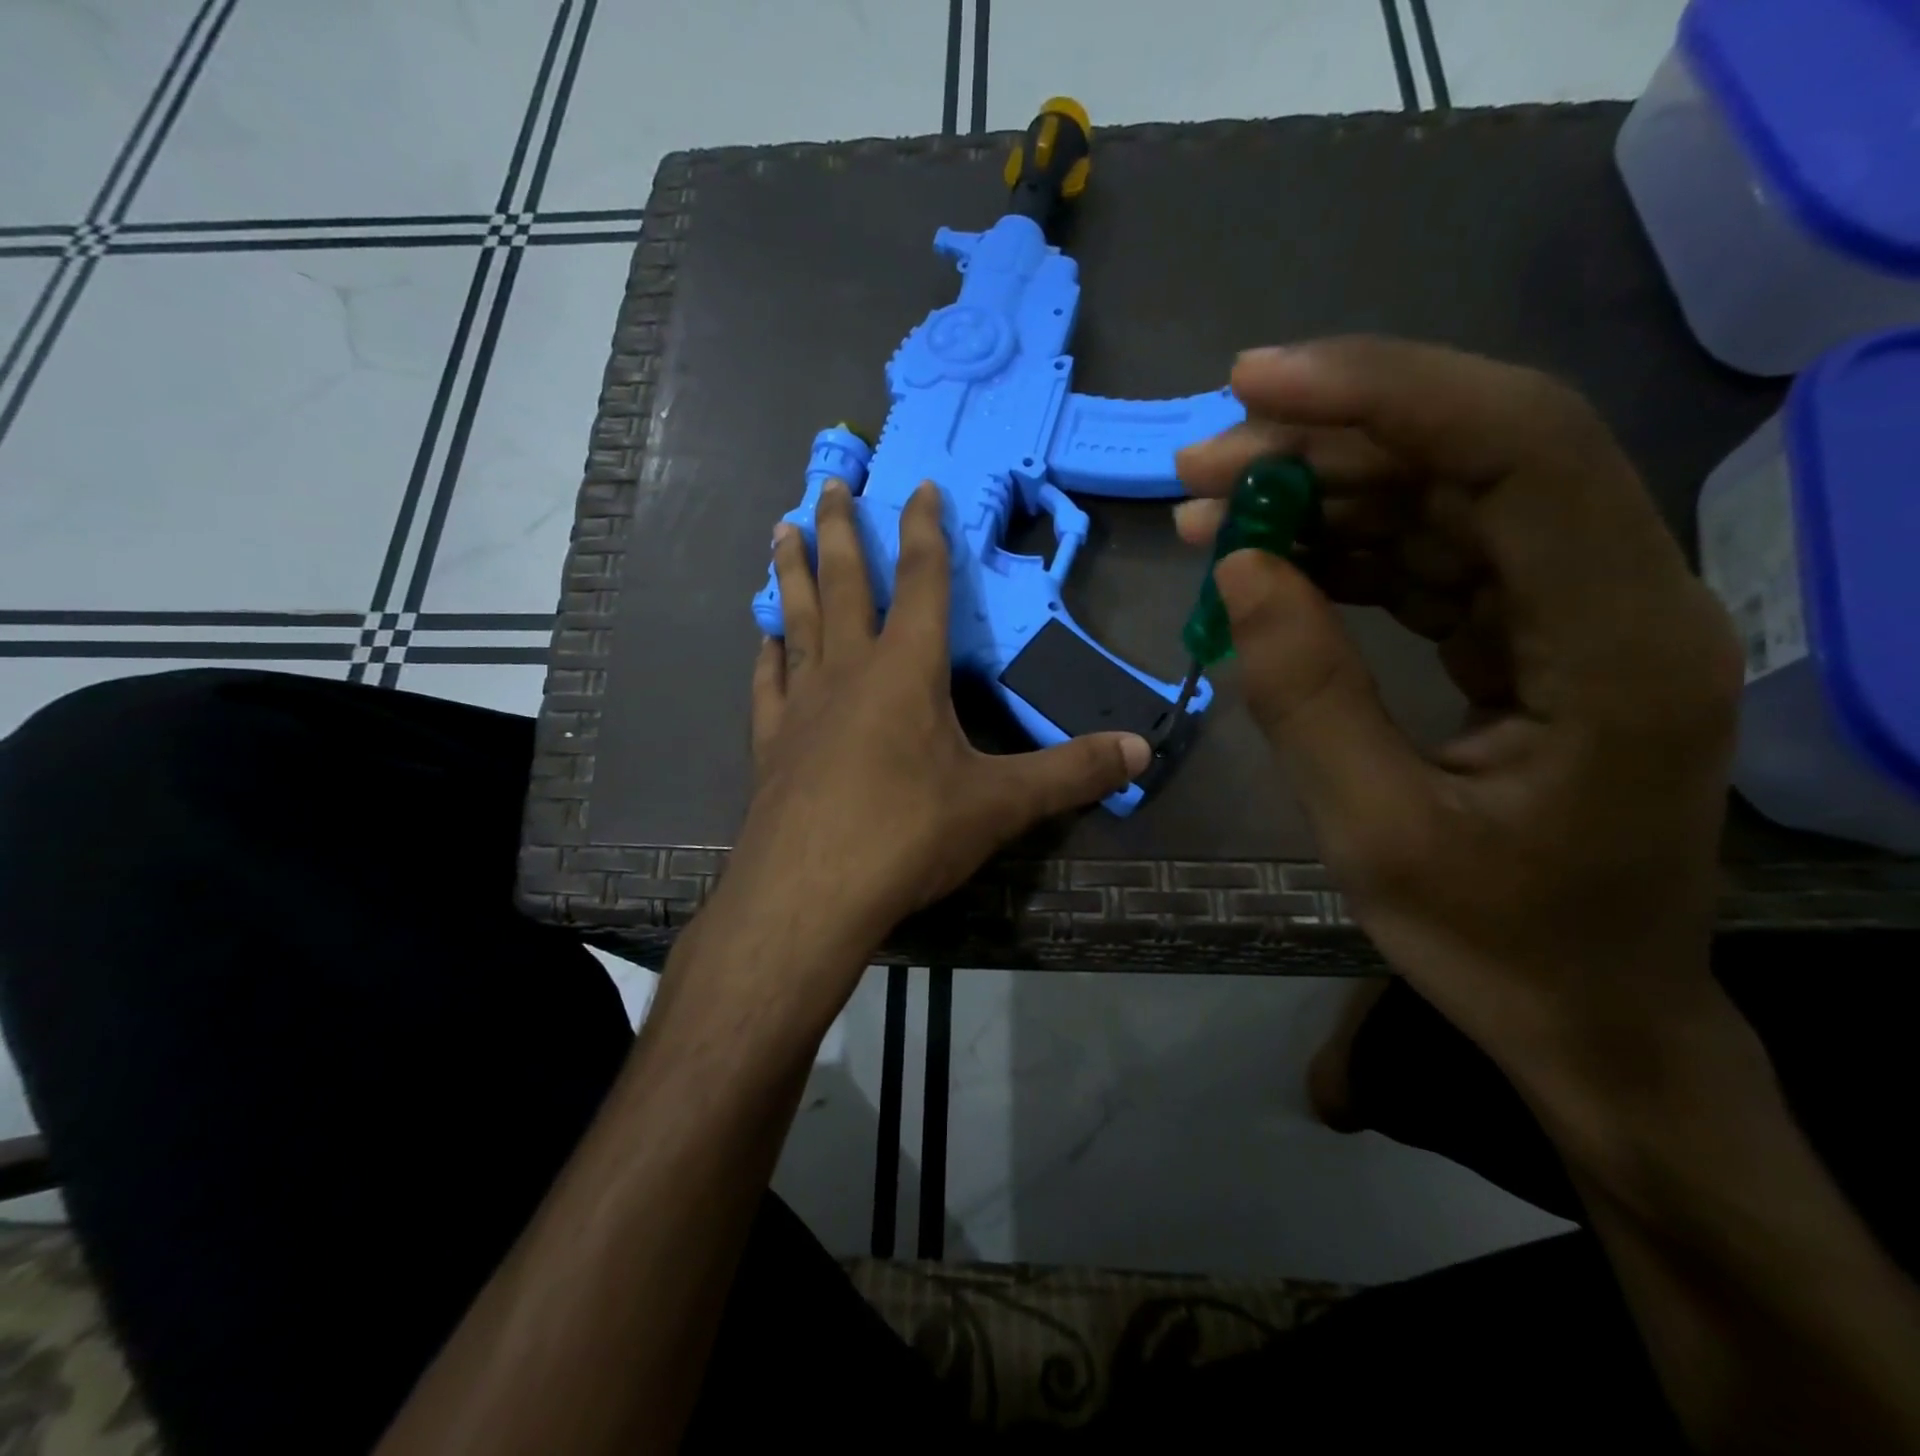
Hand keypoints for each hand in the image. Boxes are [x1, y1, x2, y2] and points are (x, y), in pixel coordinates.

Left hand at [722, 478, 1151, 975]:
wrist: (810, 893)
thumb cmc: (907, 835)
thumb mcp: (1000, 805)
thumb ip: (1070, 773)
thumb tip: (1141, 750)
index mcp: (907, 671)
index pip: (924, 581)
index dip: (927, 530)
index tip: (921, 485)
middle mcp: (849, 671)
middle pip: (846, 582)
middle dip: (842, 527)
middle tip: (830, 478)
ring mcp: (802, 704)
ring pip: (796, 618)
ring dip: (792, 571)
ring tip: (782, 528)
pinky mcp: (770, 742)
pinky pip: (768, 682)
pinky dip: (767, 654)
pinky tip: (764, 639)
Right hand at [1177, 338, 1742, 1077]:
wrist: (1584, 1010)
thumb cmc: (1498, 944)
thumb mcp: (1375, 834)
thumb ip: (1304, 694)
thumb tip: (1240, 567)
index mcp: (1617, 645)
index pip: (1521, 451)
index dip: (1386, 394)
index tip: (1256, 384)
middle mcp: (1616, 598)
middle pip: (1475, 455)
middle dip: (1328, 442)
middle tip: (1201, 464)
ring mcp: (1570, 612)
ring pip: (1441, 500)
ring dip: (1321, 492)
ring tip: (1207, 508)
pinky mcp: (1524, 634)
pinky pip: (1425, 558)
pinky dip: (1337, 549)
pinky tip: (1260, 558)